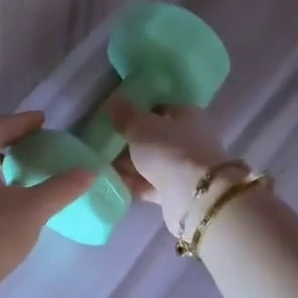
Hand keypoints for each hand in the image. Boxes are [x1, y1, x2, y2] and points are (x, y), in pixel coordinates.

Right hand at [105, 97, 236, 236]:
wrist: (194, 197)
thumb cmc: (169, 150)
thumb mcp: (141, 126)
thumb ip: (126, 114)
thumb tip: (114, 100)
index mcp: (188, 116)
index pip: (161, 109)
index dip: (138, 113)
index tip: (115, 119)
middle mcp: (191, 140)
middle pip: (156, 137)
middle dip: (131, 141)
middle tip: (105, 143)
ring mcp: (186, 167)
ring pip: (153, 162)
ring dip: (131, 164)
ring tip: (103, 164)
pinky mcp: (179, 192)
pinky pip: (151, 184)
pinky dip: (135, 183)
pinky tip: (114, 182)